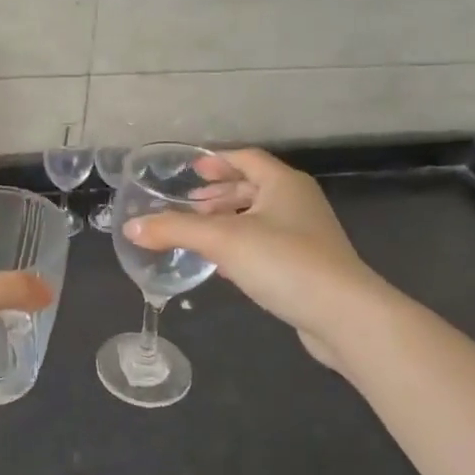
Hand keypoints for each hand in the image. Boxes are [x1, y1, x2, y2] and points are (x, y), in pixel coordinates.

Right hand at [123, 149, 381, 371]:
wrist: (343, 315)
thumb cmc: (284, 262)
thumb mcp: (222, 240)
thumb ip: (175, 229)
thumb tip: (131, 227)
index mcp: (284, 183)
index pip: (246, 158)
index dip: (217, 160)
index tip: (191, 170)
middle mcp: (298, 202)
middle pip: (253, 187)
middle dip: (220, 193)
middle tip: (189, 204)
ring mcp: (308, 235)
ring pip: (260, 218)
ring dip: (230, 221)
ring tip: (200, 234)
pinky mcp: (309, 267)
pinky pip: (268, 245)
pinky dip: (243, 247)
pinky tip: (223, 266)